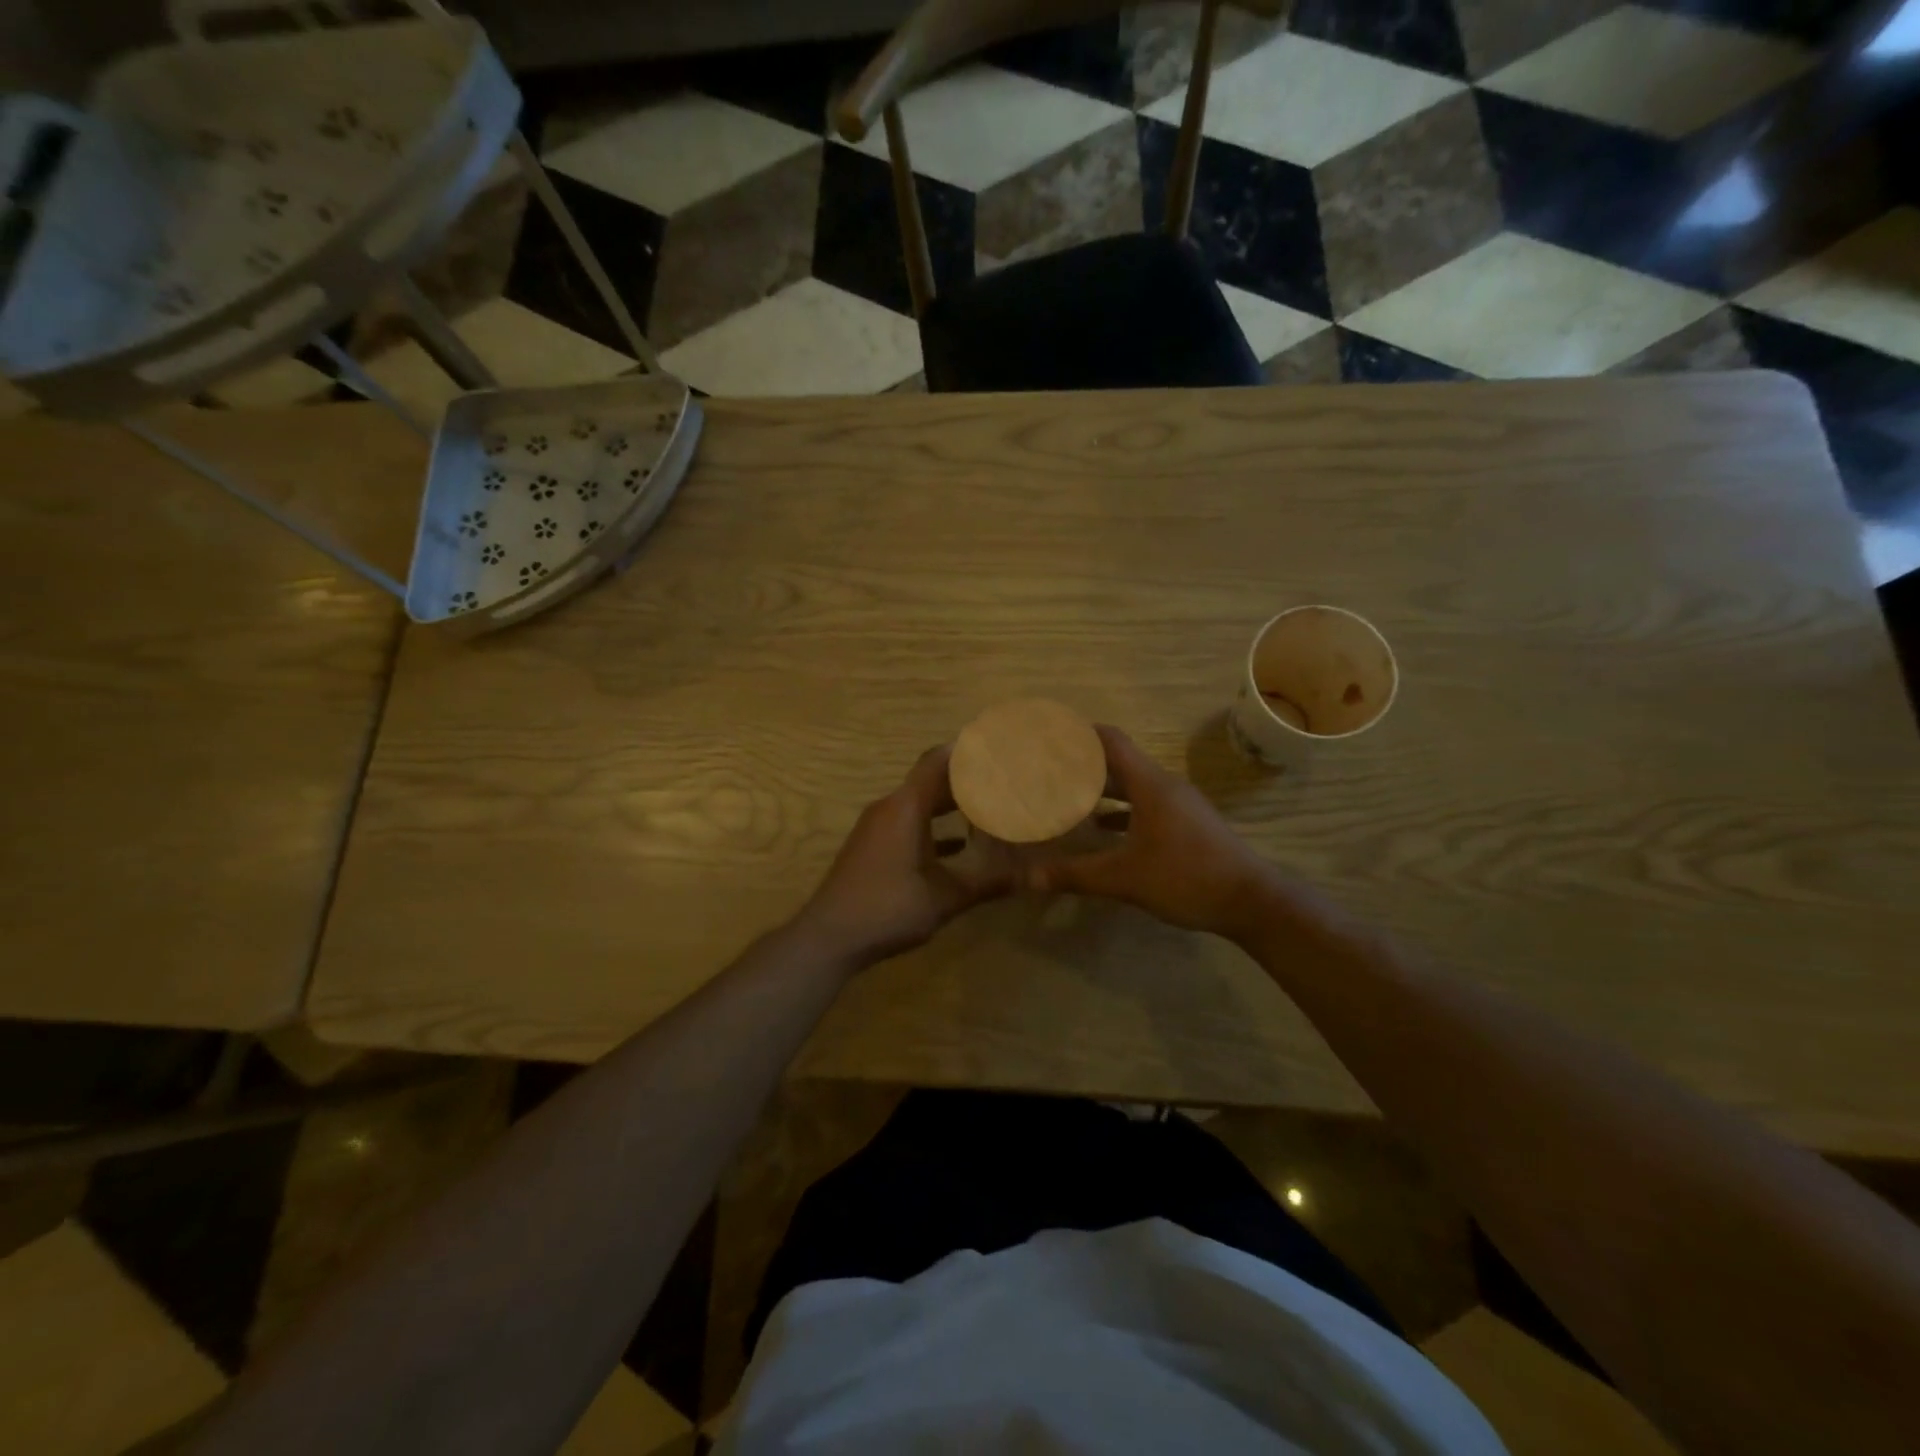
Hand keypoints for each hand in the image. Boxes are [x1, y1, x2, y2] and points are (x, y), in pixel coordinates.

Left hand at [794, 745, 1014, 967]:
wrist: (829, 938)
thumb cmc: (888, 908)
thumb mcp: (945, 897)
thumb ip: (989, 882)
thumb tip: (1035, 876)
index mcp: (905, 807)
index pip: (938, 761)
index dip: (967, 750)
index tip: (997, 745)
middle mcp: (889, 808)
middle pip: (930, 779)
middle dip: (966, 778)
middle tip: (1003, 778)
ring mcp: (877, 828)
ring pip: (919, 803)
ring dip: (950, 803)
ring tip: (988, 806)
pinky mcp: (872, 847)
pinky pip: (907, 823)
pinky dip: (933, 826)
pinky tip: (959, 845)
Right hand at [1027, 725, 1276, 941]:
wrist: (1251, 900)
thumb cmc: (1186, 877)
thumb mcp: (1125, 878)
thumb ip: (1076, 874)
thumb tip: (1030, 877)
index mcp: (1150, 785)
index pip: (1111, 742)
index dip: (1080, 734)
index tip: (1051, 735)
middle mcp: (1164, 786)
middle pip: (1119, 762)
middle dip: (1084, 764)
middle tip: (1049, 769)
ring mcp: (1179, 805)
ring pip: (1133, 785)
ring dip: (1102, 788)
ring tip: (1067, 795)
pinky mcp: (1187, 824)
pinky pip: (1145, 805)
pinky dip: (1120, 810)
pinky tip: (1100, 829)